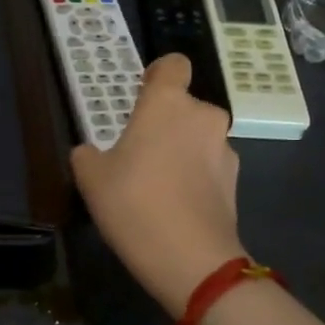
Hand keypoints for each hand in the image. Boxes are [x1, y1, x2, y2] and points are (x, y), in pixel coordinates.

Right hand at [71, 54, 246, 313]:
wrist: (191, 259)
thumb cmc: (133, 203)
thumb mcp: (91, 178)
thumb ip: (88, 155)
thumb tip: (91, 152)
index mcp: (167, 103)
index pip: (172, 64)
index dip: (158, 75)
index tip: (141, 95)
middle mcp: (202, 116)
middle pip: (183, 106)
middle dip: (164, 123)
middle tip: (138, 153)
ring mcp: (224, 149)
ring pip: (197, 137)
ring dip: (181, 150)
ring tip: (157, 186)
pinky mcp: (236, 181)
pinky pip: (209, 166)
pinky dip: (195, 177)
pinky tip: (175, 206)